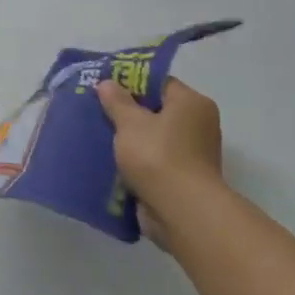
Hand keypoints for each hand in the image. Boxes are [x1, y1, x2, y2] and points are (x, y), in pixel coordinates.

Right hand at [96, 77, 222, 243]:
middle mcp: (198, 125)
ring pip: (153, 138)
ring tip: (98, 135)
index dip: (130, 82)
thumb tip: (108, 83)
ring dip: (129, 139)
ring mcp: (192, 154)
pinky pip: (153, 161)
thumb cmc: (158, 156)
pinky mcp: (183, 179)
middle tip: (97, 109)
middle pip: (156, 110)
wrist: (182, 212)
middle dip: (127, 112)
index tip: (104, 86)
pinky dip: (136, 161)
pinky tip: (110, 161)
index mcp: (192, 104)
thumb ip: (116, 101)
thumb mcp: (130, 122)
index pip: (159, 83)